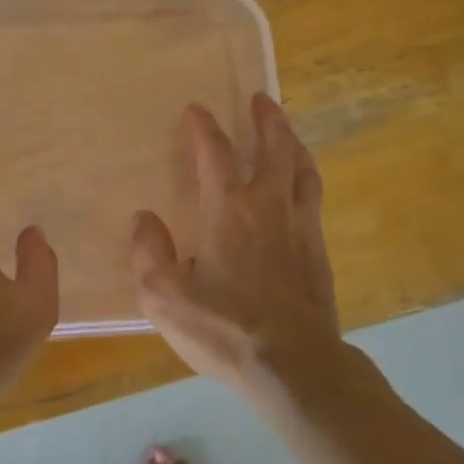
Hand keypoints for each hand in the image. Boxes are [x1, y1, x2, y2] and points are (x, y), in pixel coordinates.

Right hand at [130, 94, 340, 395]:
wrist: (294, 364)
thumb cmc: (224, 328)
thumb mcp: (164, 297)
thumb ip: (149, 253)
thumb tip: (144, 219)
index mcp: (227, 209)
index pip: (214, 152)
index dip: (203, 127)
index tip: (196, 110)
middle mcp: (267, 205)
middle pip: (273, 146)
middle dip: (267, 118)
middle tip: (262, 99)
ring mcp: (300, 225)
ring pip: (302, 168)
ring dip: (293, 143)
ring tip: (287, 132)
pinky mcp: (319, 250)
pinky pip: (313, 198)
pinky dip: (305, 178)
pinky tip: (301, 188)